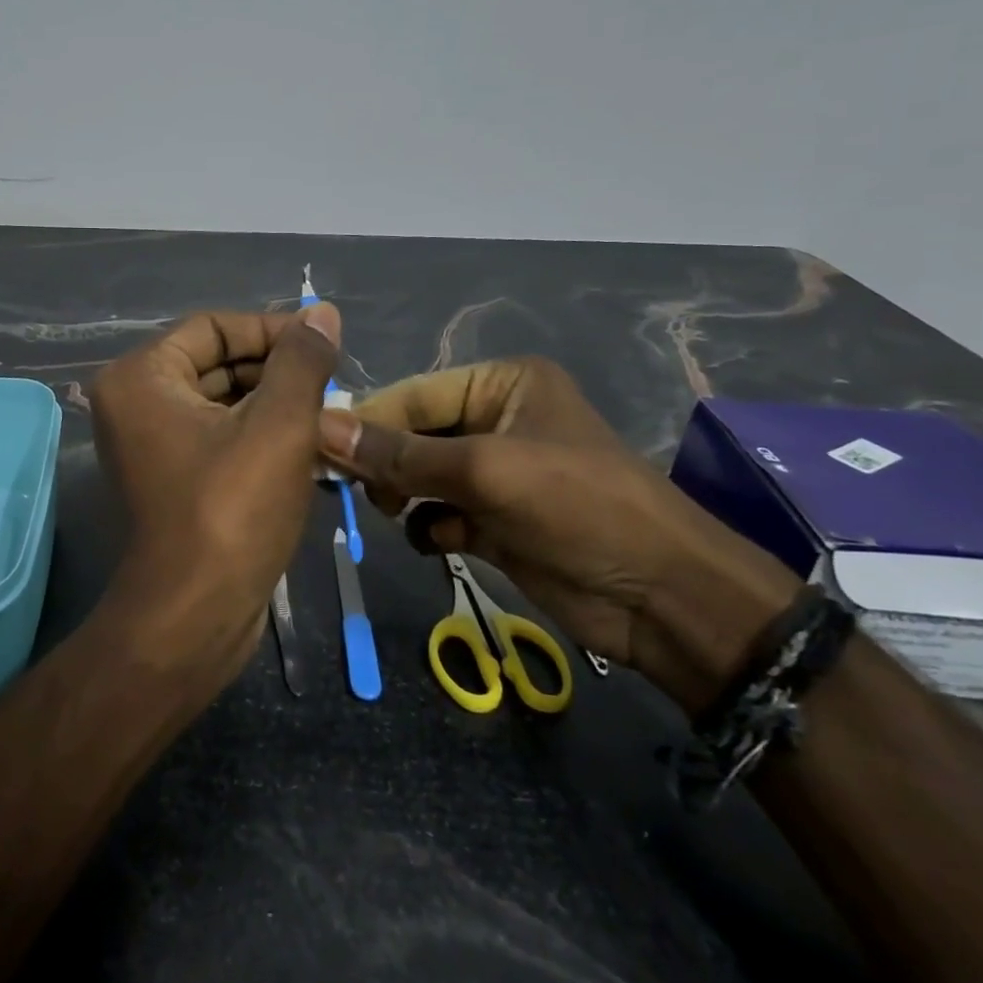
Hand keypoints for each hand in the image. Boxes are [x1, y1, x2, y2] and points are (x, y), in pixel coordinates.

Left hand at [90, 305, 341, 691]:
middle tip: (333, 385)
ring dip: (276, 405)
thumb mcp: (278, 425)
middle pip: (217, 362)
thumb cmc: (232, 510)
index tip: (325, 344)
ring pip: (223, 401)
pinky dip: (260, 435)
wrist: (194, 615)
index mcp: (142, 376)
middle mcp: (135, 402)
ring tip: (331, 416)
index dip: (272, 330)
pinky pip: (219, 435)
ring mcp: (150, 442)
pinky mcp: (171, 476)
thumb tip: (320, 312)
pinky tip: (309, 447)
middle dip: (278, 372)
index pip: (215, 328)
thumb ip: (301, 361)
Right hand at [316, 358, 798, 713]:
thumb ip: (400, 453)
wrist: (663, 598)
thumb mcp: (485, 471)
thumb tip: (321, 428)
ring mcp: (497, 472)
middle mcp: (497, 419)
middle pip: (414, 434)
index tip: (319, 448)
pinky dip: (428, 523)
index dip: (368, 421)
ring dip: (403, 494)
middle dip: (387, 462)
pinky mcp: (496, 519)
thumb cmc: (578, 508)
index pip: (414, 394)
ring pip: (421, 474)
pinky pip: (439, 510)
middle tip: (361, 492)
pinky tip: (438, 539)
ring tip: (395, 513)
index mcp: (502, 385)